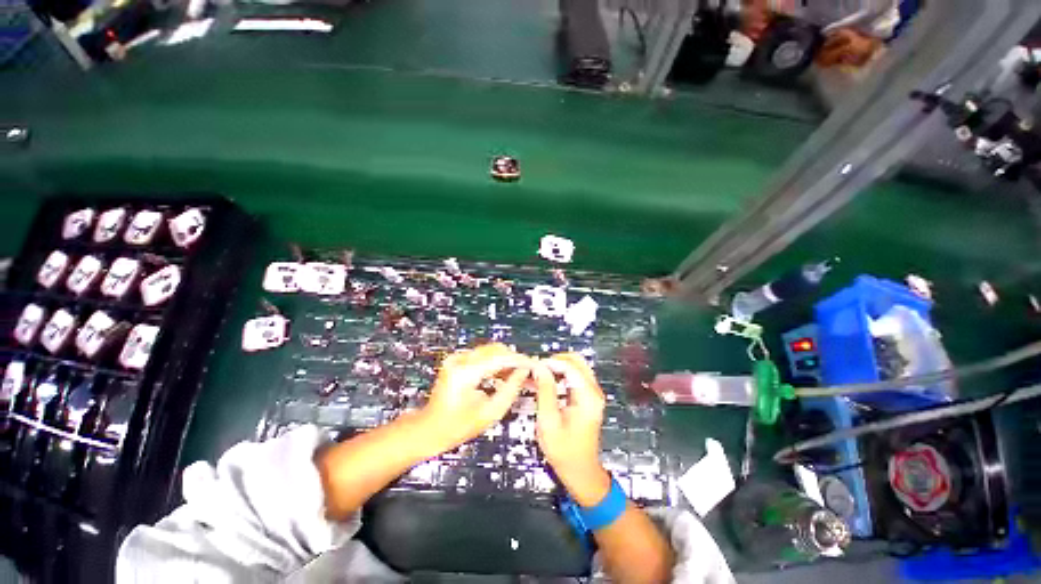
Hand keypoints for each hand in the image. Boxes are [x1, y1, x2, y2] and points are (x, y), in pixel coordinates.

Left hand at [417, 343, 529, 454]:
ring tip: (518, 375)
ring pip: (490, 350)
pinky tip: (503, 375)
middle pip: (496, 349)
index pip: (500, 358)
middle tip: (527, 371)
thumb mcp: (490, 413)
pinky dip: (495, 362)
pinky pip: (482, 355)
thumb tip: (524, 371)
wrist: (429, 429)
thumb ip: (510, 390)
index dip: (519, 360)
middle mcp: (460, 360)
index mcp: (466, 373)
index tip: (533, 365)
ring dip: (506, 360)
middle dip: (514, 359)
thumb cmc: (457, 427)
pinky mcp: (456, 360)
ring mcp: (456, 358)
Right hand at [532, 353, 610, 505]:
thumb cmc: (564, 450)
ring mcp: (593, 393)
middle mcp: (594, 391)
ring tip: (538, 375)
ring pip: (575, 366)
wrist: (580, 471)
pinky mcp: (588, 397)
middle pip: (576, 360)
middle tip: (537, 370)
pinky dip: (560, 375)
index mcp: (588, 397)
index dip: (550, 363)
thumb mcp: (549, 421)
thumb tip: (539, 367)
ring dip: (557, 367)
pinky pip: (575, 376)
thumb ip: (545, 390)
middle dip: (554, 361)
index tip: (533, 367)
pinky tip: (546, 382)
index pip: (569, 366)